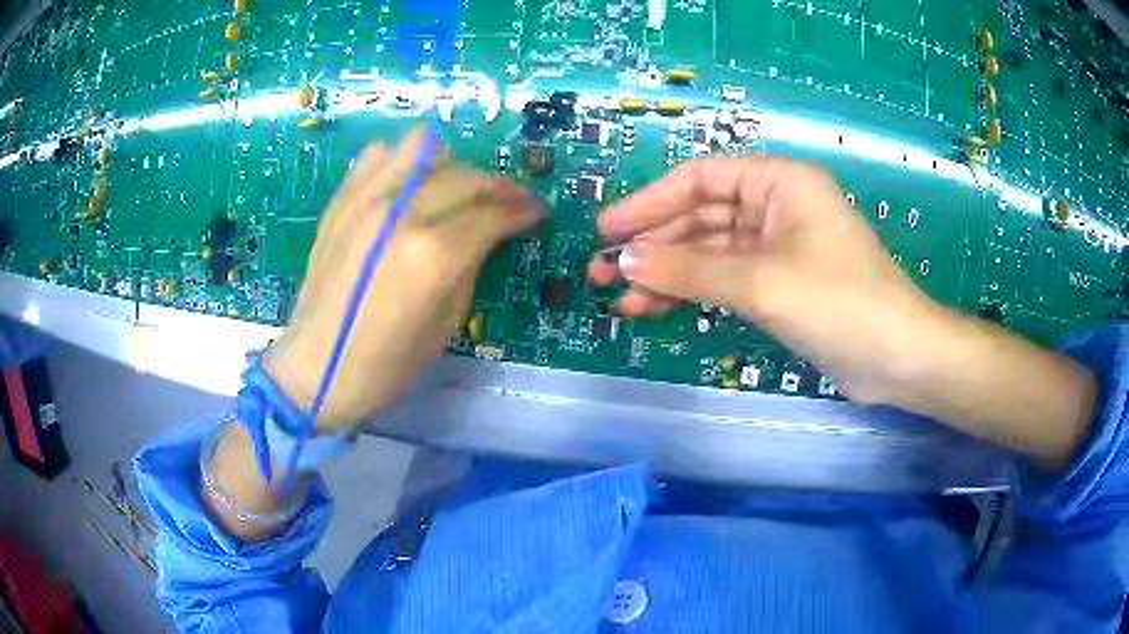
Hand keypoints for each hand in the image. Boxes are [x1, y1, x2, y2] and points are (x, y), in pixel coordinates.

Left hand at [264, 127, 542, 430]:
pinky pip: (379, 155)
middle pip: (466, 176)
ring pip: (425, 149)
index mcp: (433, 255)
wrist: (315, 366)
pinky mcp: (341, 200)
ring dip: (453, 165)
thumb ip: (470, 265)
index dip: (522, 210)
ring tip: (459, 189)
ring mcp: (366, 200)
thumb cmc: (385, 363)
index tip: (536, 211)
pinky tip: (409, 184)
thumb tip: (487, 232)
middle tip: (511, 201)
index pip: (492, 214)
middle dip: (499, 186)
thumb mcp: (446, 322)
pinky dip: (403, 161)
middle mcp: (401, 213)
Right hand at [587, 157, 938, 402]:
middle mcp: (777, 206)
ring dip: (668, 274)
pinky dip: (694, 293)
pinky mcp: (780, 284)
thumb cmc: (838, 302)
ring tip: (622, 300)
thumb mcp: (760, 281)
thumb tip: (623, 261)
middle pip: (701, 217)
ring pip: (710, 253)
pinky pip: (726, 279)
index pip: (701, 179)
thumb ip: (688, 269)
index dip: (650, 202)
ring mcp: (778, 248)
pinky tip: (657, 309)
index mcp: (779, 182)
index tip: (607, 230)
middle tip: (602, 272)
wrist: (897, 358)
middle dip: (653, 246)